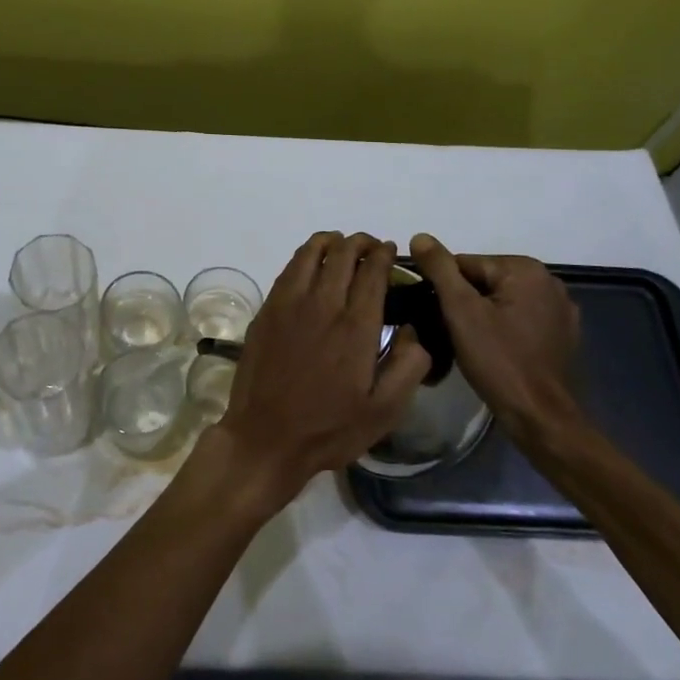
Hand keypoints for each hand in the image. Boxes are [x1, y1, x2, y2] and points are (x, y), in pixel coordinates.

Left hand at [213, 232, 429, 513]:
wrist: (266, 437)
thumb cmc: (330, 428)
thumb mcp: (385, 411)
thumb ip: (409, 366)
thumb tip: (413, 330)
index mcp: (356, 327)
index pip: (372, 272)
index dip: (383, 254)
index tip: (390, 250)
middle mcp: (323, 304)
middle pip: (343, 254)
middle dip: (360, 243)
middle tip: (370, 246)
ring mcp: (289, 304)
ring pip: (311, 253)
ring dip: (331, 242)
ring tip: (341, 245)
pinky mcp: (267, 310)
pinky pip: (289, 268)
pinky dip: (305, 256)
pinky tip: (311, 264)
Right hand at [409, 233, 585, 453]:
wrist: (540, 417)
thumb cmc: (498, 360)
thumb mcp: (460, 311)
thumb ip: (440, 269)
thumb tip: (420, 237)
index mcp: (526, 269)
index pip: (466, 265)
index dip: (445, 289)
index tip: (438, 316)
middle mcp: (549, 282)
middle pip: (485, 281)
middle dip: (464, 302)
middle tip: (451, 333)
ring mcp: (561, 310)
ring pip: (502, 301)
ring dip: (483, 316)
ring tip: (470, 345)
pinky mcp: (563, 335)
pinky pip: (521, 319)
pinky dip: (504, 329)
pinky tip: (496, 351)